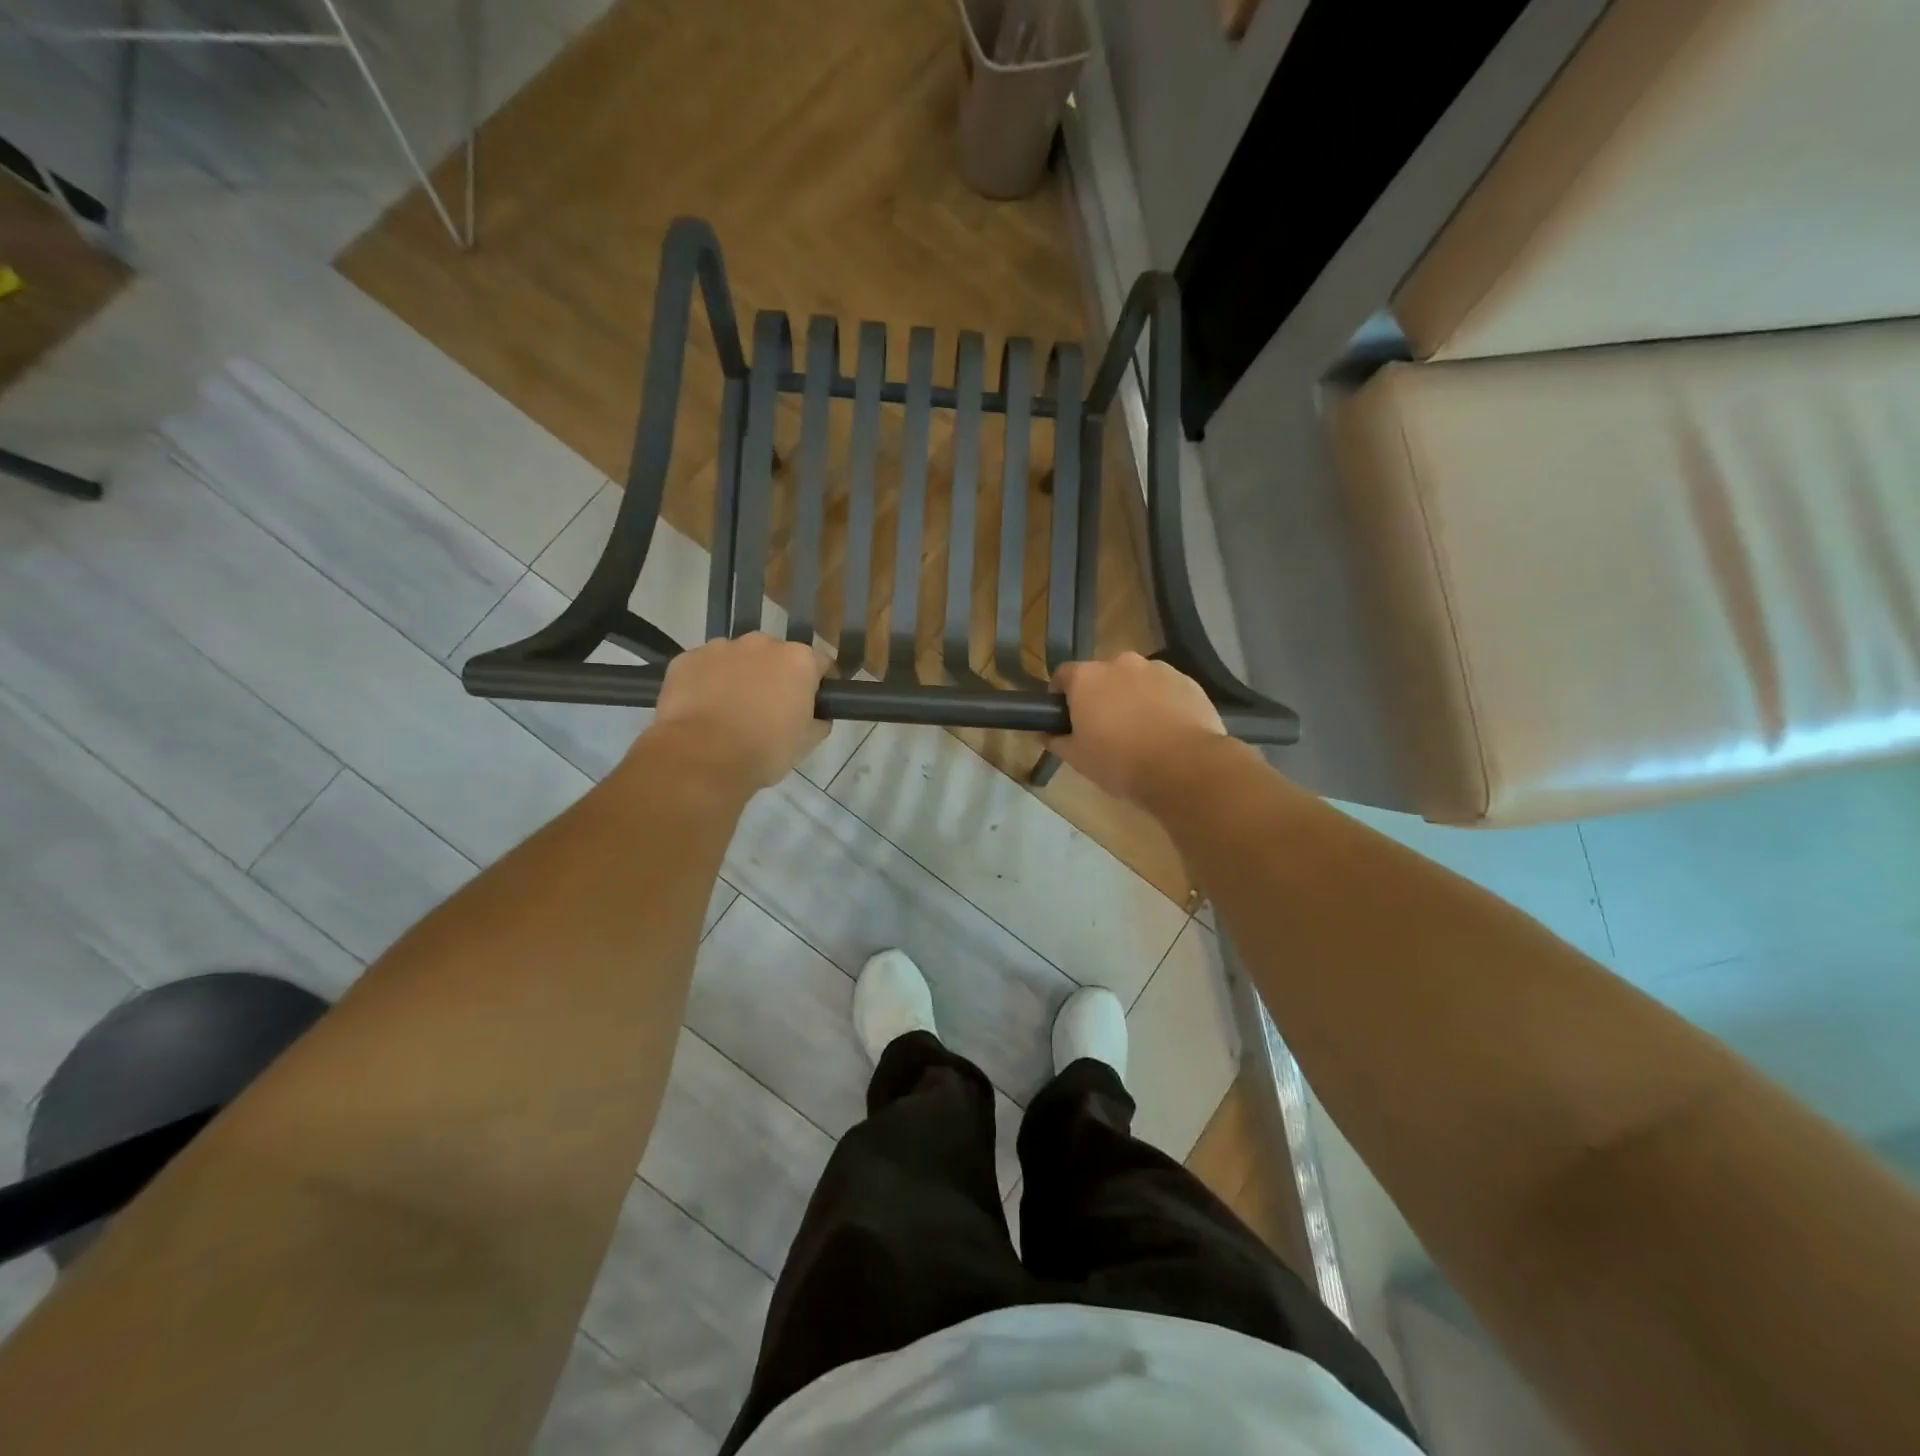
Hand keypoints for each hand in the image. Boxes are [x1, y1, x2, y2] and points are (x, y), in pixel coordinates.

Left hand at [650, 635, 828, 789]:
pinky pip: (704, 667)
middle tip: (770, 708)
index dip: (819, 683)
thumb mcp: (807, 742)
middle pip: (776, 655)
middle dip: (775, 675)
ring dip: (740, 675)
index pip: (820, 663)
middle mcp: (762, 643)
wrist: (702, 757)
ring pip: (737, 658)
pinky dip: (707, 682)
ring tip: (731, 710)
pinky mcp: (686, 659)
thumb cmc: (765, 750)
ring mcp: (720, 647)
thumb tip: (817, 715)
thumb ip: (819, 720)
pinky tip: (703, 709)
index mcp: (798, 660)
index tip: (814, 703)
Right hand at [1049, 653, 1226, 805]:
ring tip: (1141, 731)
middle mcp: (1121, 663)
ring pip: (1136, 680)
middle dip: (1101, 695)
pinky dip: (1162, 703)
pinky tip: (1167, 731)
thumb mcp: (1077, 758)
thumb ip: (1056, 740)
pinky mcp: (1188, 682)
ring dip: (1133, 697)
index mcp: (1087, 678)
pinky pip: (1166, 689)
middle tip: (1104, 727)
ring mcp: (1158, 669)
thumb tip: (1043, 732)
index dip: (1061, 695)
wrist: (1183, 767)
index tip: (1066, 717)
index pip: (1063, 675)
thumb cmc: (1120, 762)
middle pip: (1103, 675)